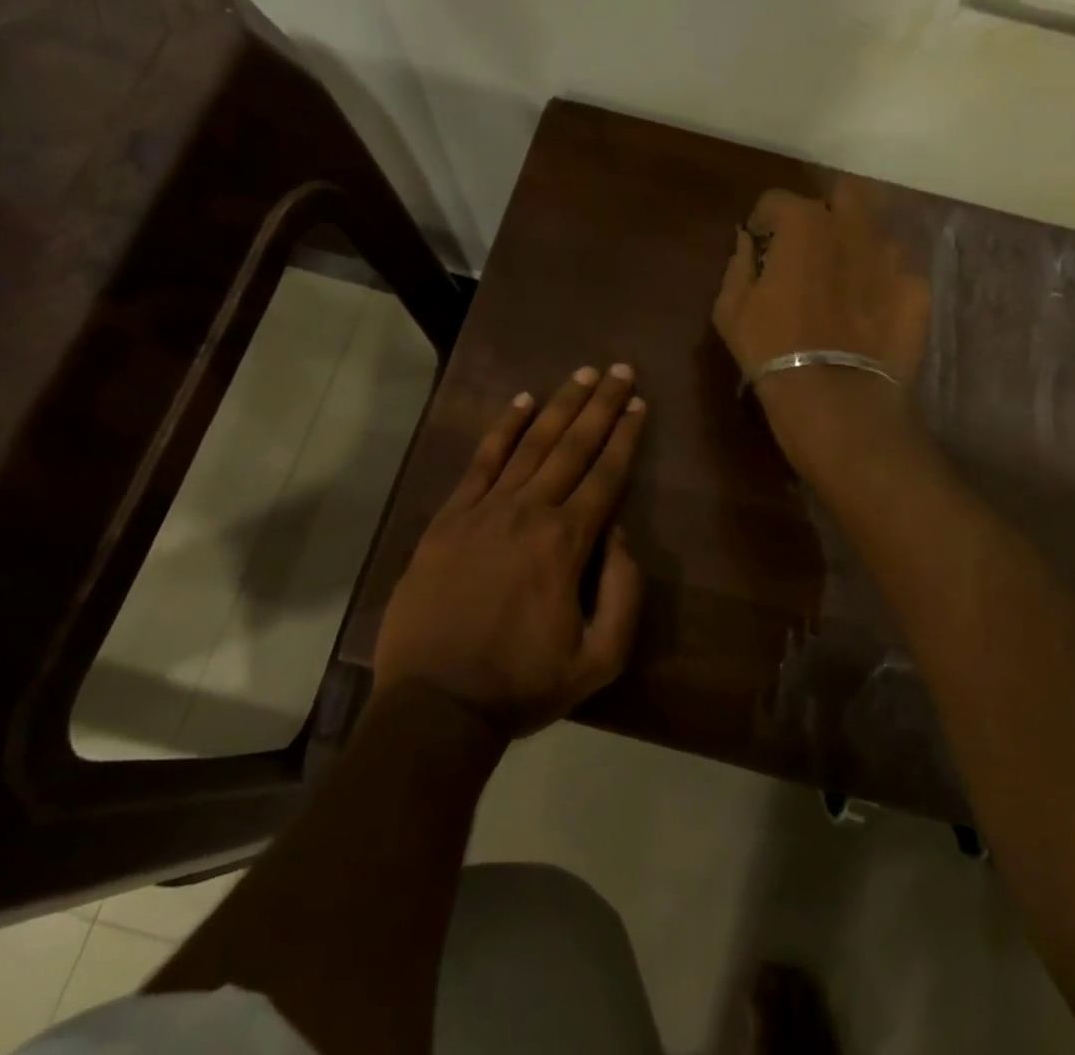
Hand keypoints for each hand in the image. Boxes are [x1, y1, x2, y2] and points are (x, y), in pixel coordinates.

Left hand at [373, 364, 646, 737]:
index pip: (606, 476)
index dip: (626, 436)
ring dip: (560, 405)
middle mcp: (529, 512)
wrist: (435, 704)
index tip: (639, 403)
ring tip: (581, 374)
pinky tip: (521, 402)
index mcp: (566, 543)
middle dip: (600, 405)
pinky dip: (502, 429)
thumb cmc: (521, 684)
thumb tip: (618, 535)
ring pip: (531, 444)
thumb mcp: (599, 660)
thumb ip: (623, 593)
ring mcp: (484, 510)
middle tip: (619, 369)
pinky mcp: (449, 518)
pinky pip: (481, 461)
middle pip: (573, 446)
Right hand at [711, 181, 929, 466]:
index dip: (764, 220)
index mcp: (803, 225)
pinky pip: (898, 273)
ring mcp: (892, 257)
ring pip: (876, 232)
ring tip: (845, 281)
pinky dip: (882, 283)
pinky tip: (870, 313)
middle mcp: (853, 228)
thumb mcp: (731, 309)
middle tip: (812, 246)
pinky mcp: (917, 290)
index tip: (760, 244)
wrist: (835, 399)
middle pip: (845, 193)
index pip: (777, 199)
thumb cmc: (771, 350)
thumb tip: (745, 241)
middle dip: (827, 210)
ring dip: (857, 246)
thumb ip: (738, 264)